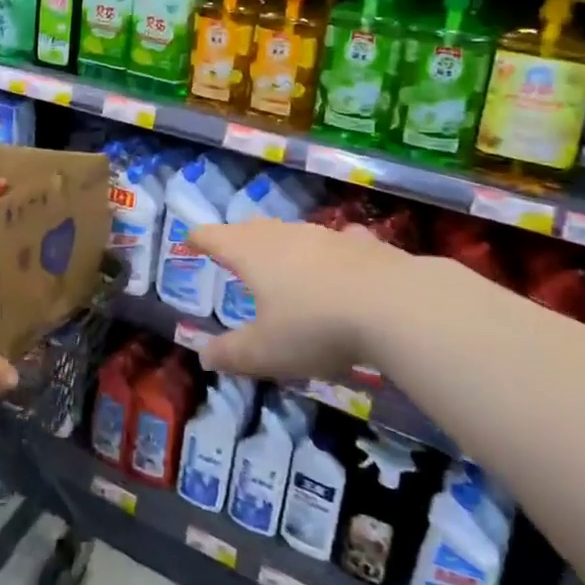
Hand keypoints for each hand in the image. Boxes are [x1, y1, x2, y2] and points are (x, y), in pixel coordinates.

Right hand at [189, 220, 415, 380]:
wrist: (395, 306)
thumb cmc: (315, 327)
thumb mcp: (265, 352)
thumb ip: (231, 354)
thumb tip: (203, 356)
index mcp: (250, 254)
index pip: (213, 236)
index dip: (198, 238)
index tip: (188, 239)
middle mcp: (282, 236)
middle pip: (250, 229)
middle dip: (237, 239)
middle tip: (230, 251)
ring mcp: (324, 236)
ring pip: (293, 233)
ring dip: (281, 244)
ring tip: (280, 259)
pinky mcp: (362, 244)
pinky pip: (338, 242)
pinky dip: (331, 250)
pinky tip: (342, 258)